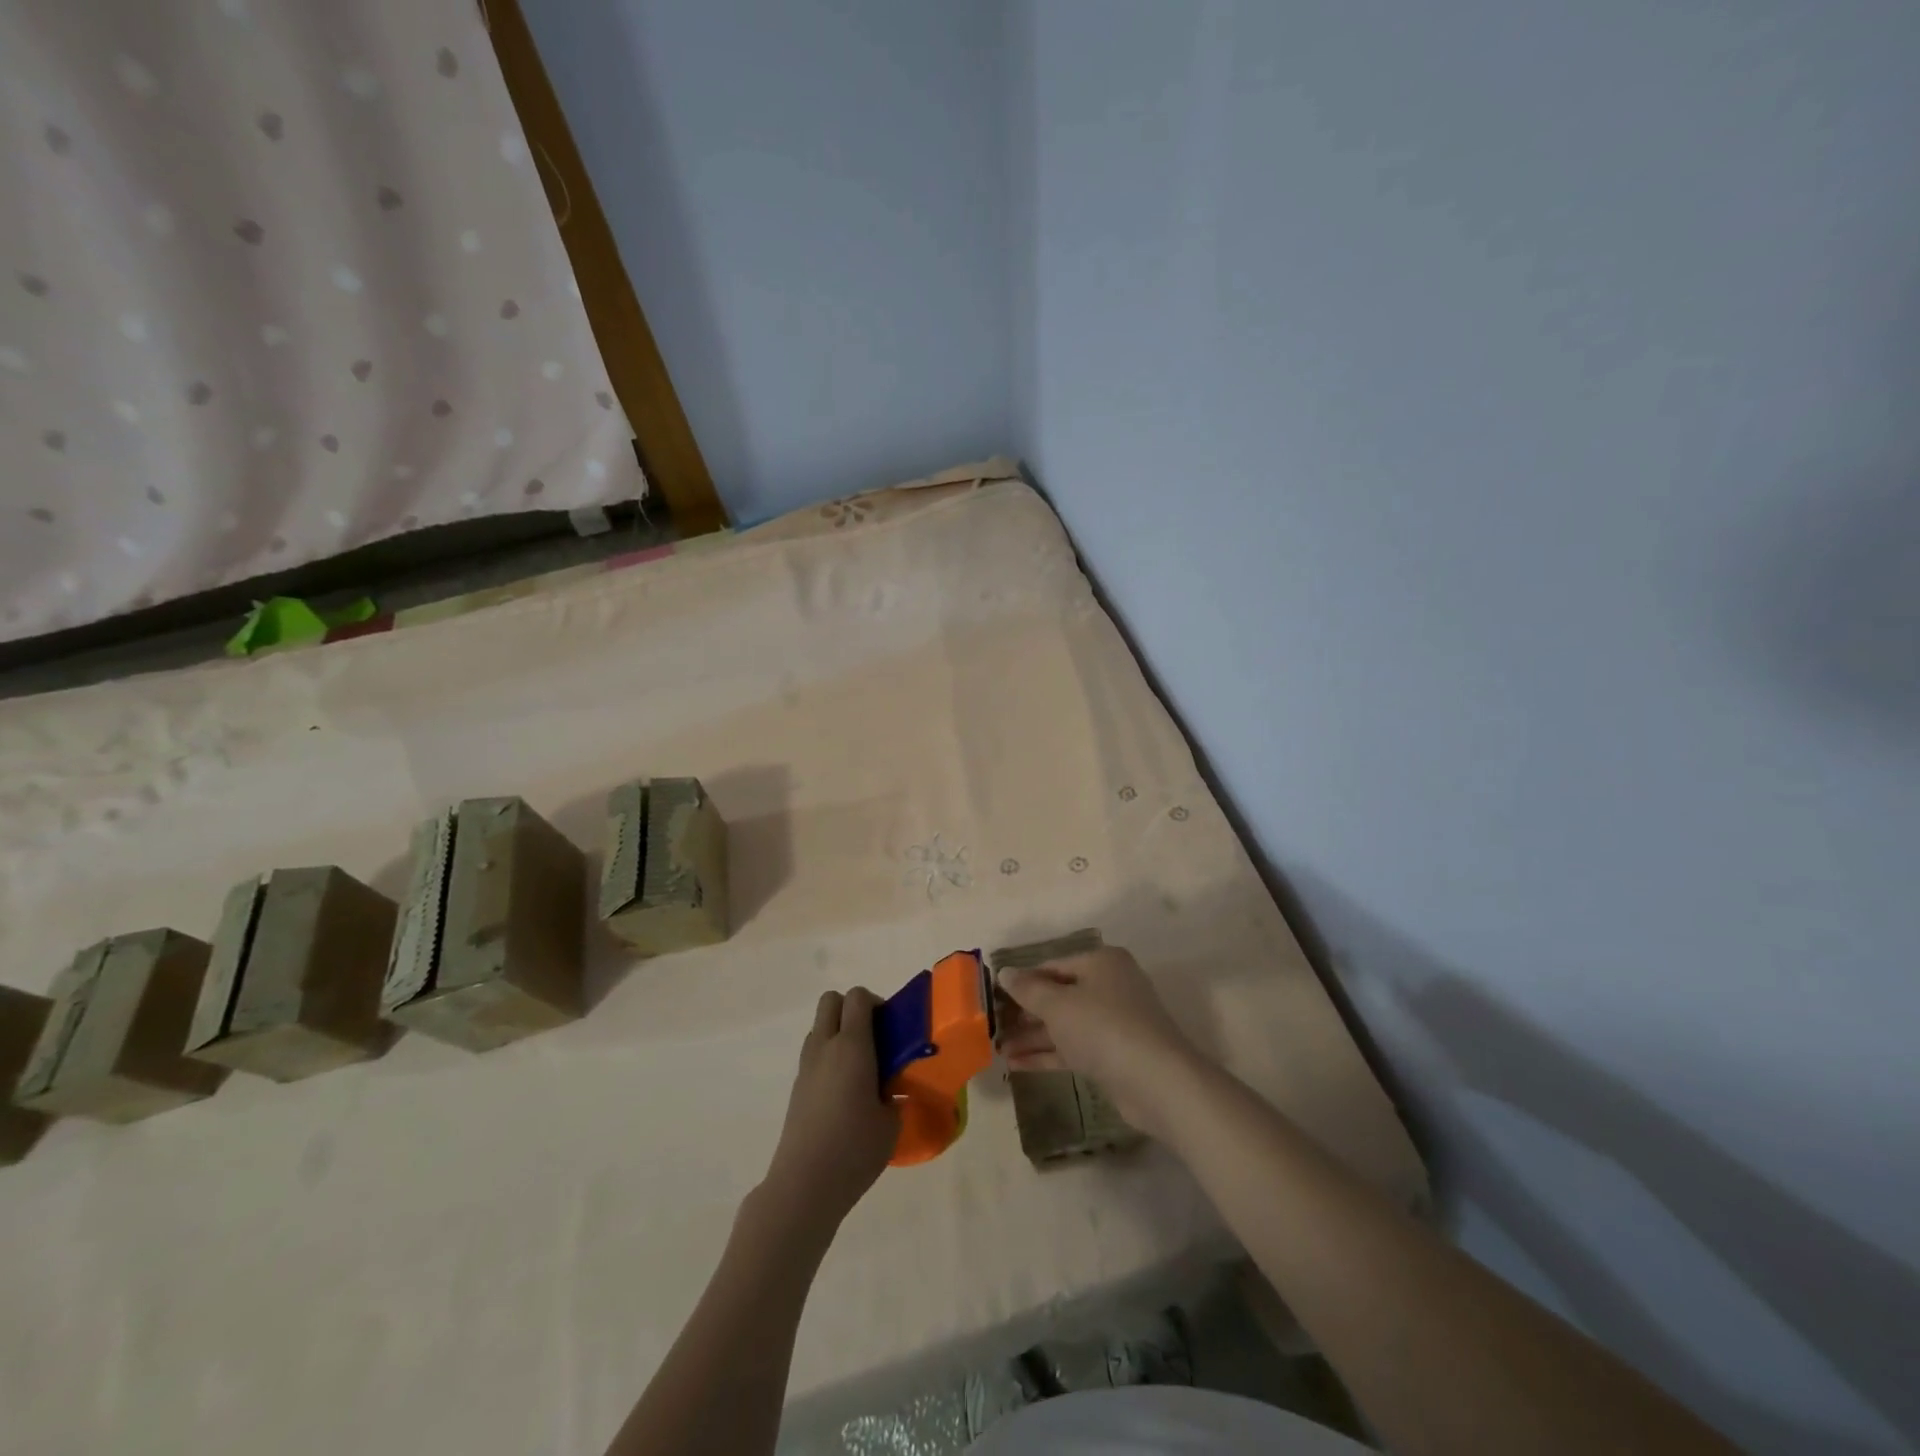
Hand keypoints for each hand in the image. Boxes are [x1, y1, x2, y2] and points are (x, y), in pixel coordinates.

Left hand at [761, 988, 899, 1233]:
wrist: (805, 1185)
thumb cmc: (855, 1149)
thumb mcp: (891, 1121)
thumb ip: (895, 1094)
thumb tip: (892, 1089)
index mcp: (852, 1046)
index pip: (858, 997)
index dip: (876, 1002)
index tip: (891, 1027)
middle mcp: (825, 1047)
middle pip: (831, 1000)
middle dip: (852, 1009)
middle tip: (874, 1038)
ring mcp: (806, 1067)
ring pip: (820, 1027)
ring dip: (838, 1033)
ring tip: (860, 1067)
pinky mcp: (797, 1088)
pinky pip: (814, 1054)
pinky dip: (829, 1058)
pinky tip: (844, 1092)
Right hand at [996, 946, 1202, 1137]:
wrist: (1157, 1082)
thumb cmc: (1104, 1028)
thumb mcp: (1058, 1005)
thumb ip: (1028, 989)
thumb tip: (1004, 972)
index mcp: (1101, 963)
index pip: (1053, 965)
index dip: (1022, 980)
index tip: (993, 996)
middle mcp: (1110, 986)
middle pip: (1059, 995)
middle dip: (1025, 1012)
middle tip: (993, 1025)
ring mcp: (1114, 1022)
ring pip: (1065, 1024)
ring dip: (1032, 1036)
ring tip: (997, 1049)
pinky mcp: (1114, 1055)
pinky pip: (1074, 1048)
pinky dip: (1048, 1054)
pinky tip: (1016, 1065)